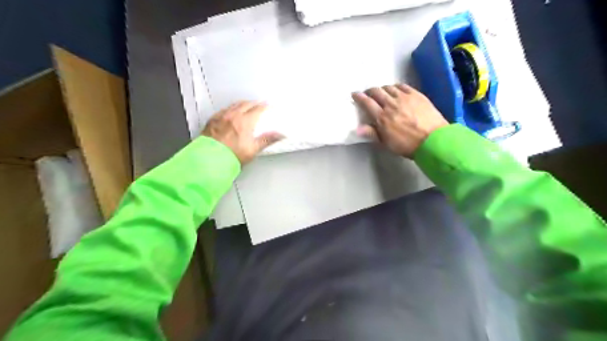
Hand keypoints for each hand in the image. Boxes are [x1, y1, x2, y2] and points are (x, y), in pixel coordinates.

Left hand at [201, 101, 281, 163]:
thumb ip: (267, 140)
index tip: (268, 105)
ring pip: (234, 105)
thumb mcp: (253, 149)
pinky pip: (223, 110)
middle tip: (259, 103)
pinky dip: (230, 108)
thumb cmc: (231, 156)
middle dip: (254, 103)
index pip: (257, 109)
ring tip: (246, 105)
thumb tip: (280, 135)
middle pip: (246, 104)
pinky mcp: (212, 120)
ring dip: (242, 103)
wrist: (210, 160)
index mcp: (244, 121)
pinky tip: (230, 111)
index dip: (264, 106)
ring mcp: (221, 117)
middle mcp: (233, 116)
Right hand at [354, 83, 447, 158]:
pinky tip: (396, 90)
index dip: (359, 97)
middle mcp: (391, 104)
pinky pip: (402, 86)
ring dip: (383, 89)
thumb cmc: (407, 145)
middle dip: (370, 91)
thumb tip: (357, 128)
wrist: (433, 140)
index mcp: (382, 117)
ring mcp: (404, 97)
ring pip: (389, 87)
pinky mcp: (416, 94)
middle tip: (368, 94)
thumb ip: (372, 133)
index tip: (354, 94)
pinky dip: (395, 87)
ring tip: (382, 93)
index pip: (367, 103)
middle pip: (376, 92)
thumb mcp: (386, 143)